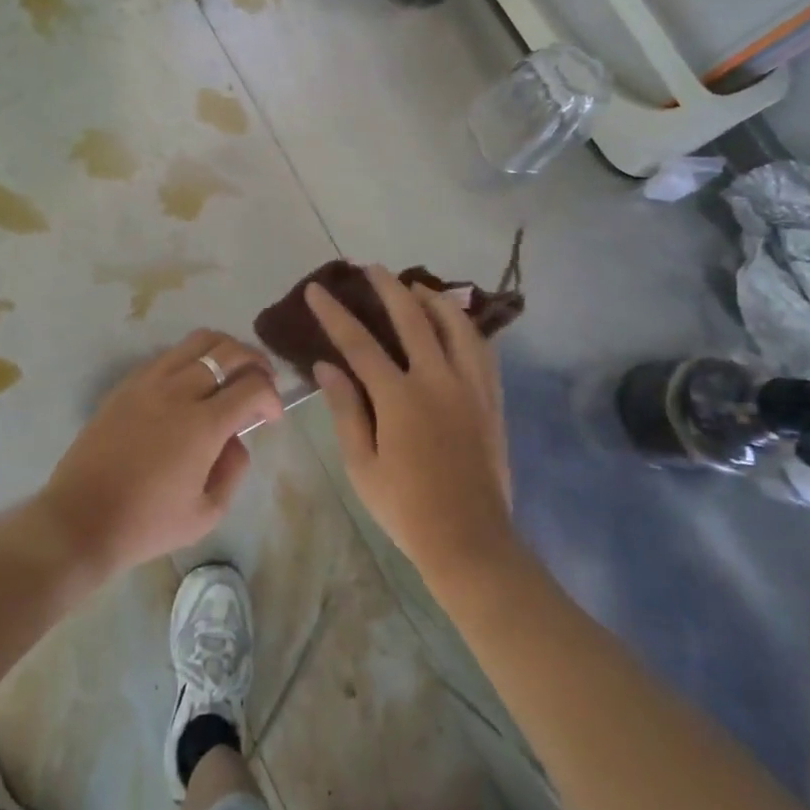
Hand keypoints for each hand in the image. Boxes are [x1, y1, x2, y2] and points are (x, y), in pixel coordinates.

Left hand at [38, 329, 281, 577]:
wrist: (80, 519)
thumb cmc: (146, 524)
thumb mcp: (206, 513)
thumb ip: (233, 470)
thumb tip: (237, 439)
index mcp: (203, 424)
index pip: (252, 386)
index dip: (272, 396)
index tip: (273, 416)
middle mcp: (178, 391)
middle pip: (229, 351)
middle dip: (256, 361)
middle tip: (264, 380)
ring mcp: (149, 381)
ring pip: (198, 341)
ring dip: (225, 349)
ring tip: (232, 369)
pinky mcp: (127, 383)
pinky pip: (169, 354)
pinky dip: (192, 358)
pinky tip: (193, 382)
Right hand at [305, 266, 514, 582]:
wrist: (470, 540)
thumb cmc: (406, 508)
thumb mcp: (362, 464)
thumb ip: (345, 409)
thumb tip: (326, 366)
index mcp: (400, 397)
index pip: (359, 343)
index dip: (334, 314)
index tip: (317, 290)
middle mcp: (437, 380)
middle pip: (412, 317)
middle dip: (388, 287)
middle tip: (371, 268)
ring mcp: (470, 387)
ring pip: (455, 324)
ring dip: (433, 299)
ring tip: (416, 288)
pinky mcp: (491, 399)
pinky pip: (482, 349)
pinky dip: (465, 327)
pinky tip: (455, 324)